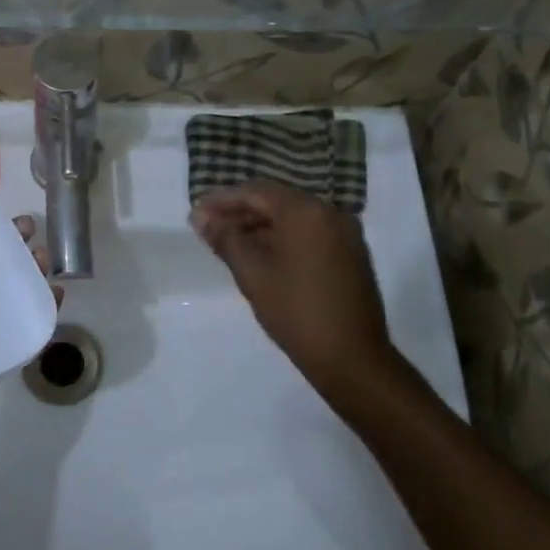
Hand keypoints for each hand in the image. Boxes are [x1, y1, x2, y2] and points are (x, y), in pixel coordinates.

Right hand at [192, 181, 395, 396]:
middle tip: (208, 230)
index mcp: (305, 210)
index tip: (196, 215)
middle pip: (276, 201)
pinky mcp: (351, 253)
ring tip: (229, 245)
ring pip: (293, 218)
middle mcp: (329, 212)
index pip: (255, 191)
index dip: (222, 200)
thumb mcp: (252, 272)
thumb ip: (225, 238)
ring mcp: (345, 233)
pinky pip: (310, 233)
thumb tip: (200, 216)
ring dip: (260, 227)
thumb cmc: (296, 311)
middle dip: (240, 213)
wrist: (352, 358)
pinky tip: (261, 256)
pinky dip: (283, 238)